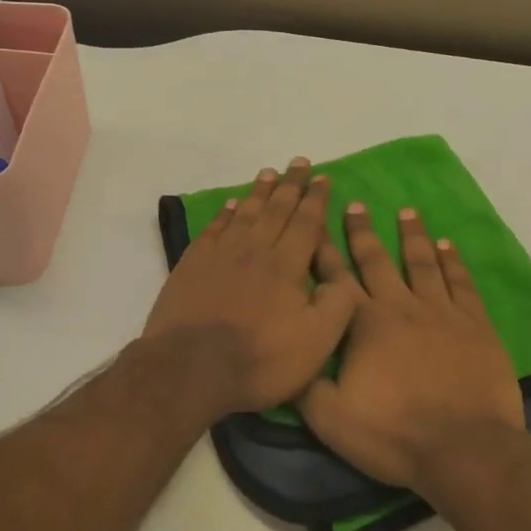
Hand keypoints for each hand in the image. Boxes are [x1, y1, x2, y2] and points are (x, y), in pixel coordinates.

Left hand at [143, 160, 362, 420]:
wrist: (190, 368)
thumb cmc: (259, 359)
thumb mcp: (316, 342)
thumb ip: (337, 305)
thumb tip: (340, 277)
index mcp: (286, 266)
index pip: (305, 223)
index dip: (315, 199)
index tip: (322, 178)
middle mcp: (254, 250)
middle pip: (275, 210)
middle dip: (290, 185)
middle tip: (298, 162)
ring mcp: (219, 255)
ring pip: (245, 214)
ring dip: (259, 193)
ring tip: (268, 173)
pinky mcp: (191, 266)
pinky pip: (214, 229)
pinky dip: (225, 214)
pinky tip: (231, 206)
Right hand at [300, 204, 526, 490]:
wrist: (464, 450)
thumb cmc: (393, 434)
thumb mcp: (329, 418)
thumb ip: (303, 383)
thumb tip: (288, 353)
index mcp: (363, 324)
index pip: (336, 279)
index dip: (323, 251)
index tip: (316, 224)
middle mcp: (400, 307)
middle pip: (377, 261)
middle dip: (362, 232)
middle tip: (355, 205)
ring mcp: (441, 313)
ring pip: (422, 263)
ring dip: (412, 236)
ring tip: (406, 212)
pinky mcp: (475, 325)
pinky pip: (461, 283)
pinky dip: (453, 262)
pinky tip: (447, 246)